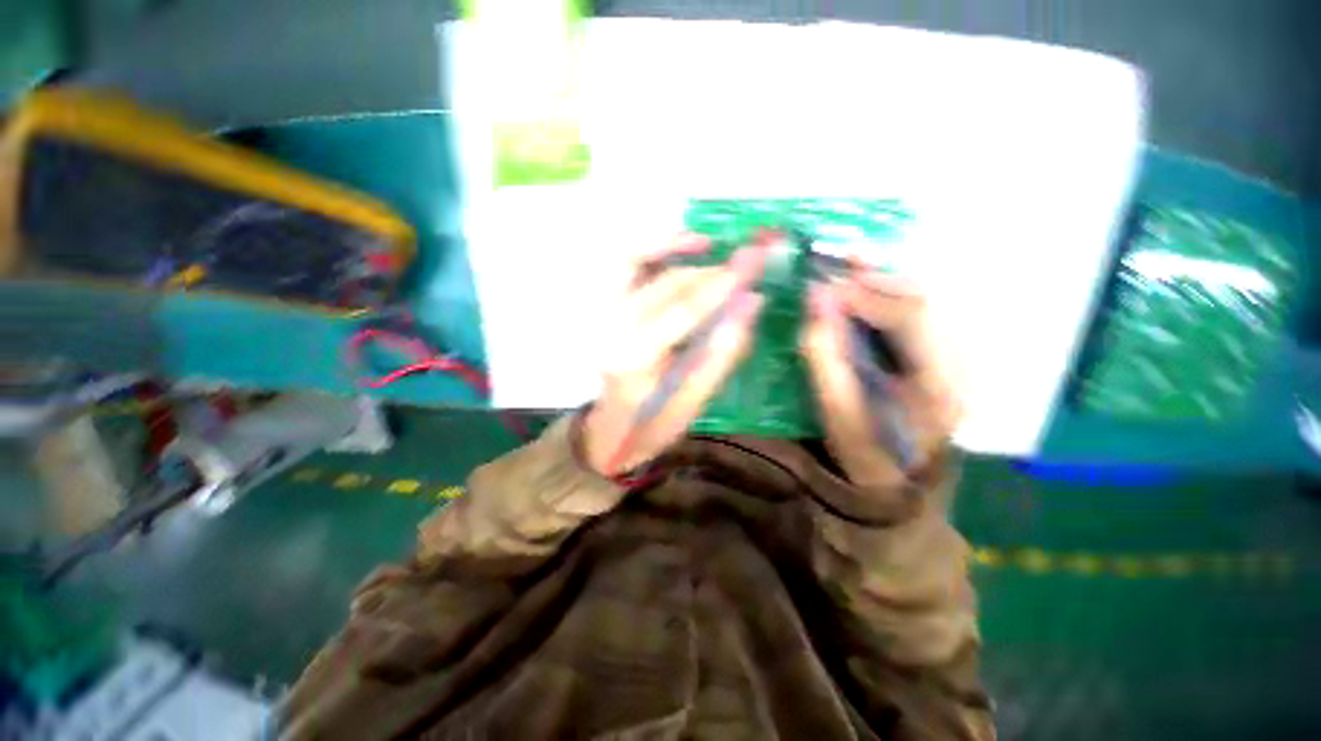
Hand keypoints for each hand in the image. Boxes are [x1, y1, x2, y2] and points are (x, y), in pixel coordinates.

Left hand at [582, 234, 769, 475]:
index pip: (685, 308)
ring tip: (708, 242)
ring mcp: (603, 315)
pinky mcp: (602, 312)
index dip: (722, 282)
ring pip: (635, 262)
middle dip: (711, 269)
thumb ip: (721, 353)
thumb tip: (751, 304)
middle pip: (667, 284)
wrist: (606, 434)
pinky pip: (624, 268)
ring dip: (672, 245)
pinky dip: (650, 251)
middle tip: (748, 258)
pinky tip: (678, 249)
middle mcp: (614, 328)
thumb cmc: (651, 426)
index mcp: (636, 357)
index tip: (755, 259)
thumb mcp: (692, 403)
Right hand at [800, 266, 961, 487]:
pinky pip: (919, 312)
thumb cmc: (863, 449)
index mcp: (941, 383)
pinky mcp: (946, 354)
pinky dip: (889, 294)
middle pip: (924, 300)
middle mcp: (963, 362)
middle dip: (876, 277)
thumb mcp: (836, 409)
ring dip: (883, 281)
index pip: (911, 317)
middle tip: (836, 263)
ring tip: (848, 265)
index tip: (824, 284)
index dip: (866, 294)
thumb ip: (824, 354)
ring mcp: (960, 356)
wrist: (896, 478)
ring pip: (925, 300)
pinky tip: (866, 285)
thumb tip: (816, 299)